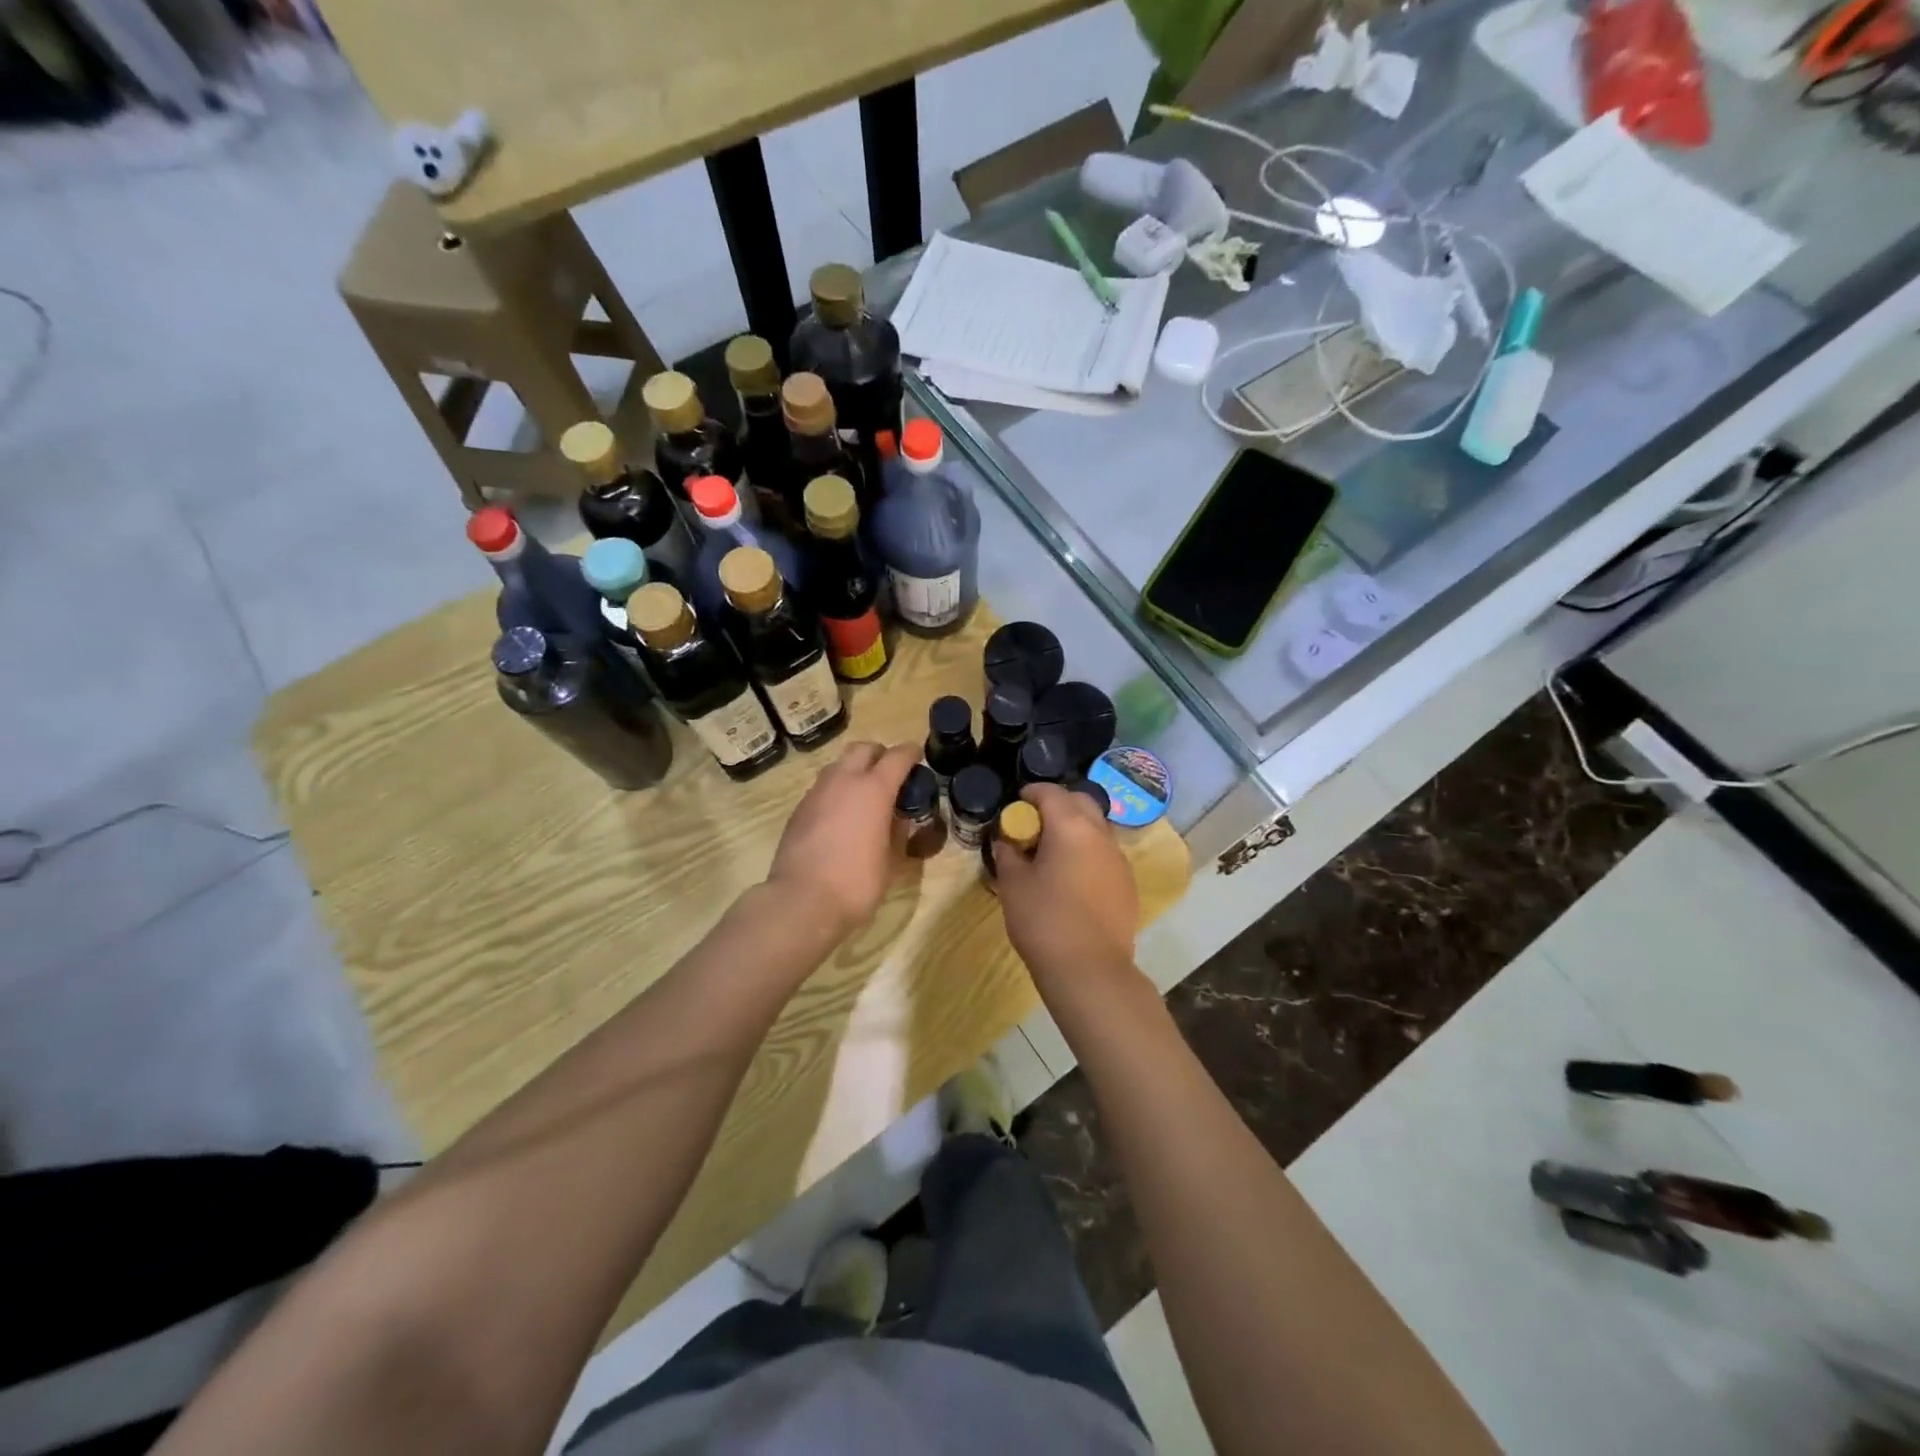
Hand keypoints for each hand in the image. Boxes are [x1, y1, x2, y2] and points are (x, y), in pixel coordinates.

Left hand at [766, 741, 919, 935]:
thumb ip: (899, 832)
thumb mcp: (892, 861)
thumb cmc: (856, 882)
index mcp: (874, 789)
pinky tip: (841, 817)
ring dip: (855, 771)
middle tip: (890, 775)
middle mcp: (844, 781)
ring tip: (865, 797)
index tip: (918, 759)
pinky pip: (823, 787)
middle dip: (879, 754)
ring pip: (839, 765)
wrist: (802, 900)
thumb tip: (899, 818)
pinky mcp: (799, 809)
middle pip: (863, 748)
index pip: (897, 756)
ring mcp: (817, 792)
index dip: (911, 754)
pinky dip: (837, 792)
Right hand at [994, 784, 1138, 983]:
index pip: (1051, 792)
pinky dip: (1088, 852)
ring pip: (1096, 827)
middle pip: (1080, 802)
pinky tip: (1072, 877)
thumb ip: (1008, 855)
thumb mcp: (1013, 885)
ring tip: (1052, 851)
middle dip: (1058, 804)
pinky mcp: (1127, 883)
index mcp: (1070, 827)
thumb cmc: (1044, 920)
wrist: (1090, 969)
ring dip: (1075, 828)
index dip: (1031, 793)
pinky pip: (1105, 853)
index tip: (1016, 804)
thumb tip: (1007, 843)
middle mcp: (1100, 834)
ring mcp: (1118, 859)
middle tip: (1035, 824)